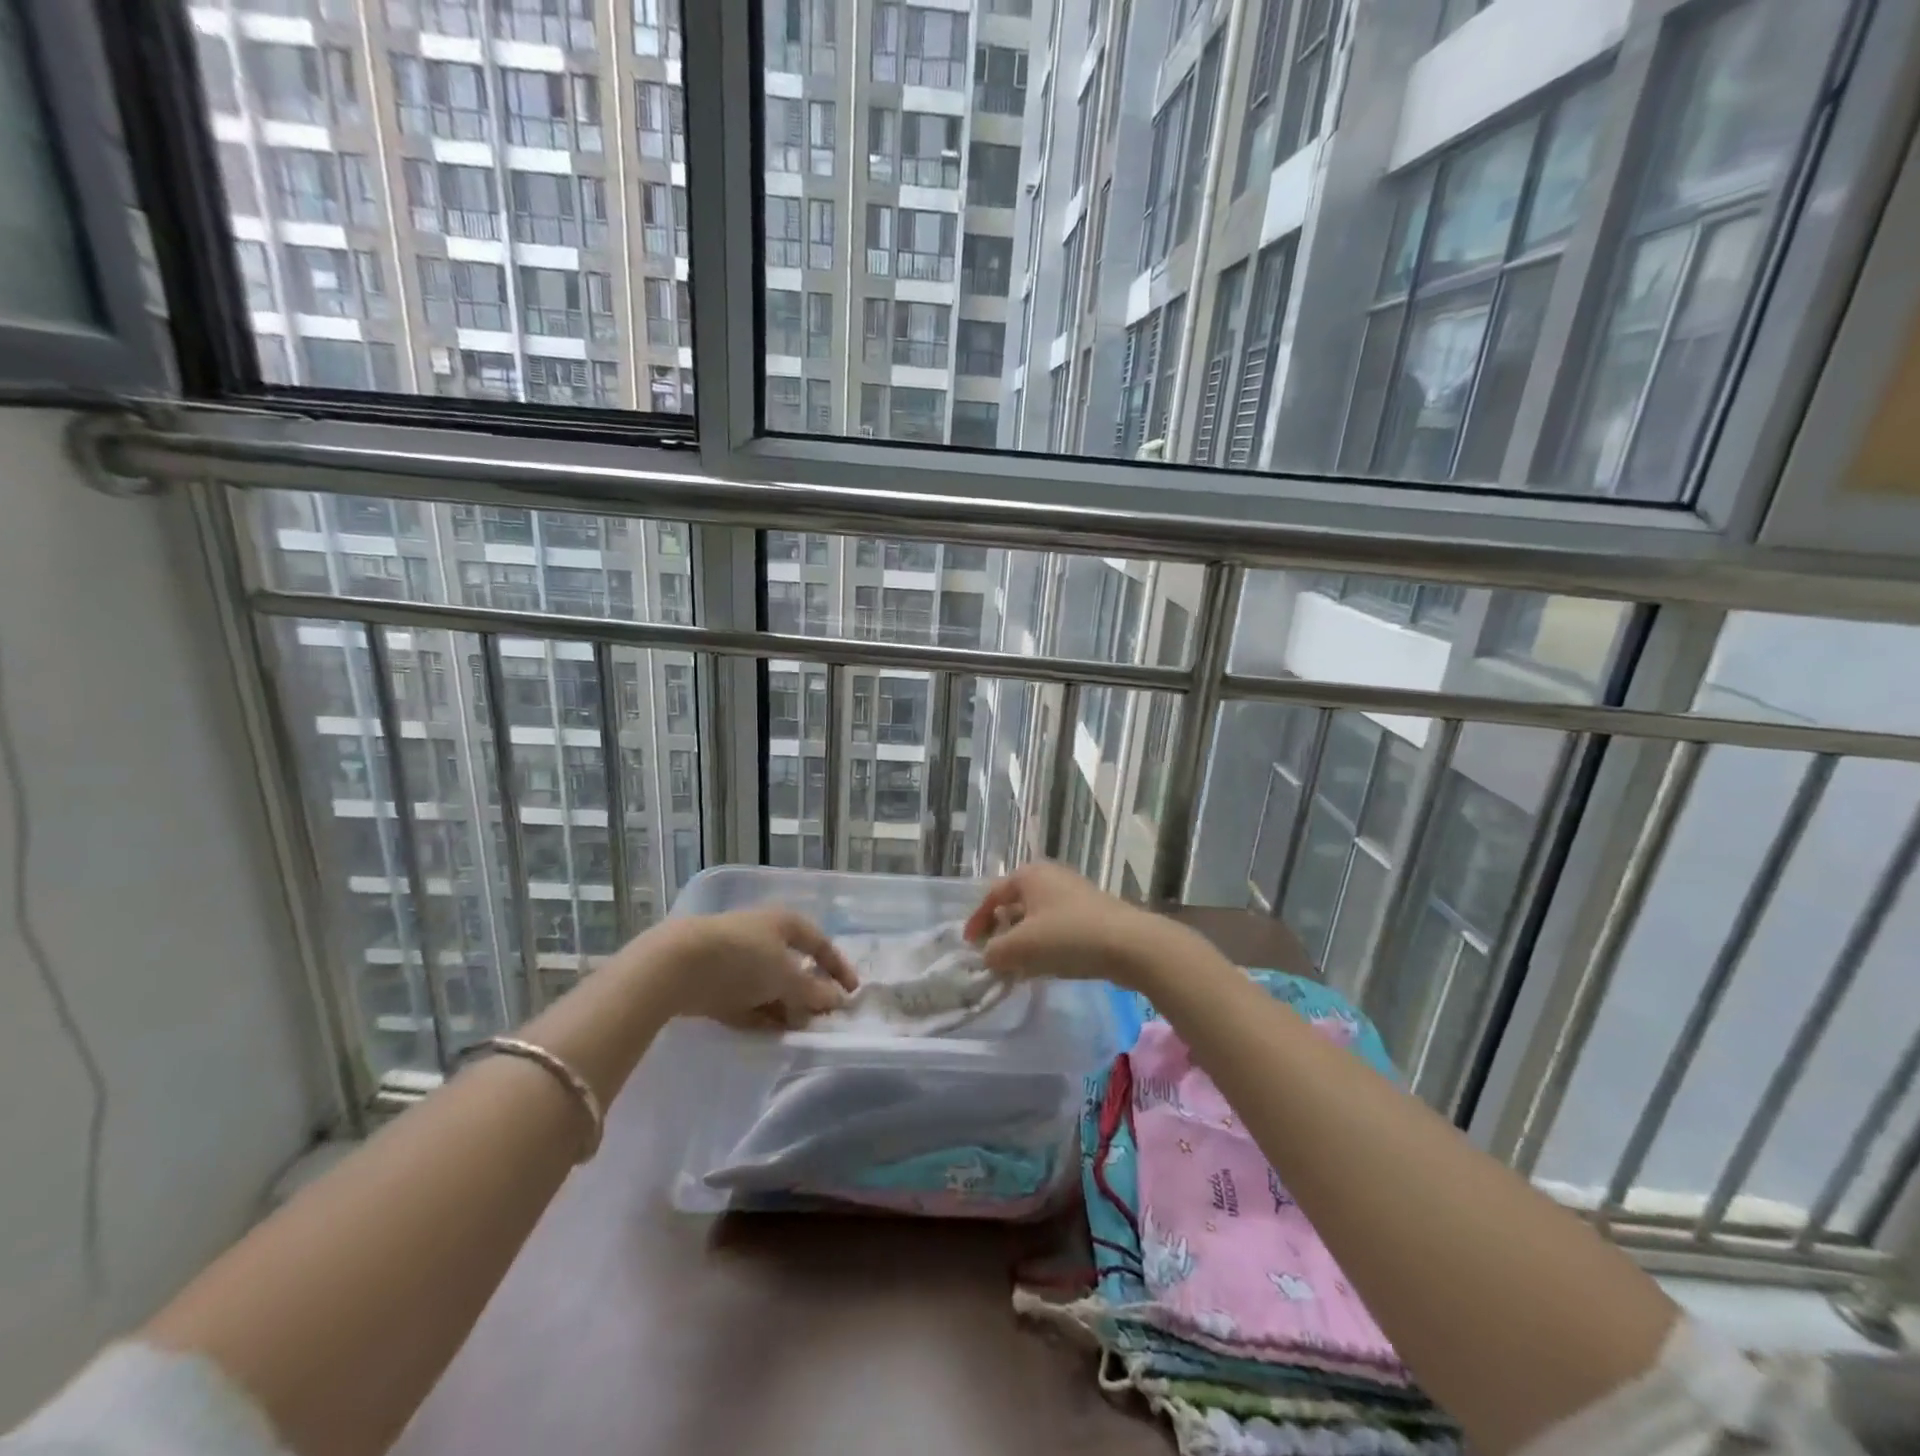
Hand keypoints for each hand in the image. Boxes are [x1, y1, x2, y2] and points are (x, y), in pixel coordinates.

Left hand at [632, 908, 859, 1028]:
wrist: (678, 966)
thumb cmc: (743, 959)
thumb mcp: (786, 976)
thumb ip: (813, 991)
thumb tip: (836, 1000)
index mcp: (784, 923)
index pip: (820, 944)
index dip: (838, 967)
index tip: (853, 993)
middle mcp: (763, 936)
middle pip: (794, 967)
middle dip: (808, 994)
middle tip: (820, 1019)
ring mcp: (736, 960)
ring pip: (769, 987)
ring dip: (785, 1008)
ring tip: (796, 1032)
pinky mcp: (714, 984)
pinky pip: (746, 1002)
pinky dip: (760, 1016)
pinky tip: (769, 1034)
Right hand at [963, 862, 1186, 991]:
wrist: (1130, 945)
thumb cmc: (1068, 937)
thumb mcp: (1021, 947)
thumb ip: (995, 952)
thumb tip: (989, 957)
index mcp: (1029, 875)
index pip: (993, 895)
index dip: (977, 921)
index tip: (970, 946)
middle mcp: (1050, 877)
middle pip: (1015, 904)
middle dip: (1001, 932)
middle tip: (994, 957)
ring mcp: (1074, 894)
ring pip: (1037, 918)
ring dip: (1024, 941)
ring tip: (1018, 967)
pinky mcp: (1092, 914)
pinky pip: (1058, 927)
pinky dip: (1045, 944)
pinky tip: (1047, 967)